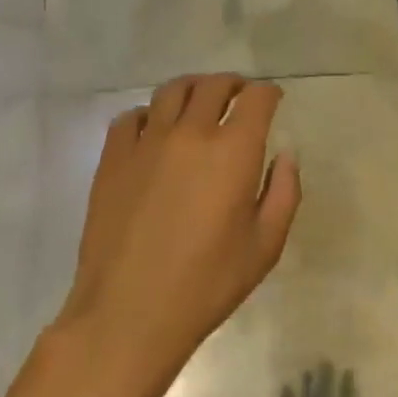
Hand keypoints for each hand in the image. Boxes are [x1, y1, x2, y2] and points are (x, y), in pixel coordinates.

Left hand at [59, 74, 300, 391]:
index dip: (268, 93)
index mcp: (233, 151)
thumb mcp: (266, 245)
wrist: (130, 312)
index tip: (273, 100)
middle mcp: (190, 134)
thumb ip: (283, 192)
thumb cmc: (208, 283)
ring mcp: (146, 143)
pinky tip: (155, 131)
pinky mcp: (112, 159)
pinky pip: (131, 117)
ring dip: (193, 89)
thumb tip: (285, 156)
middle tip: (240, 96)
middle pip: (213, 85)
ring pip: (171, 91)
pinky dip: (150, 114)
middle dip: (233, 84)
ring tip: (199, 102)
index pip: (255, 98)